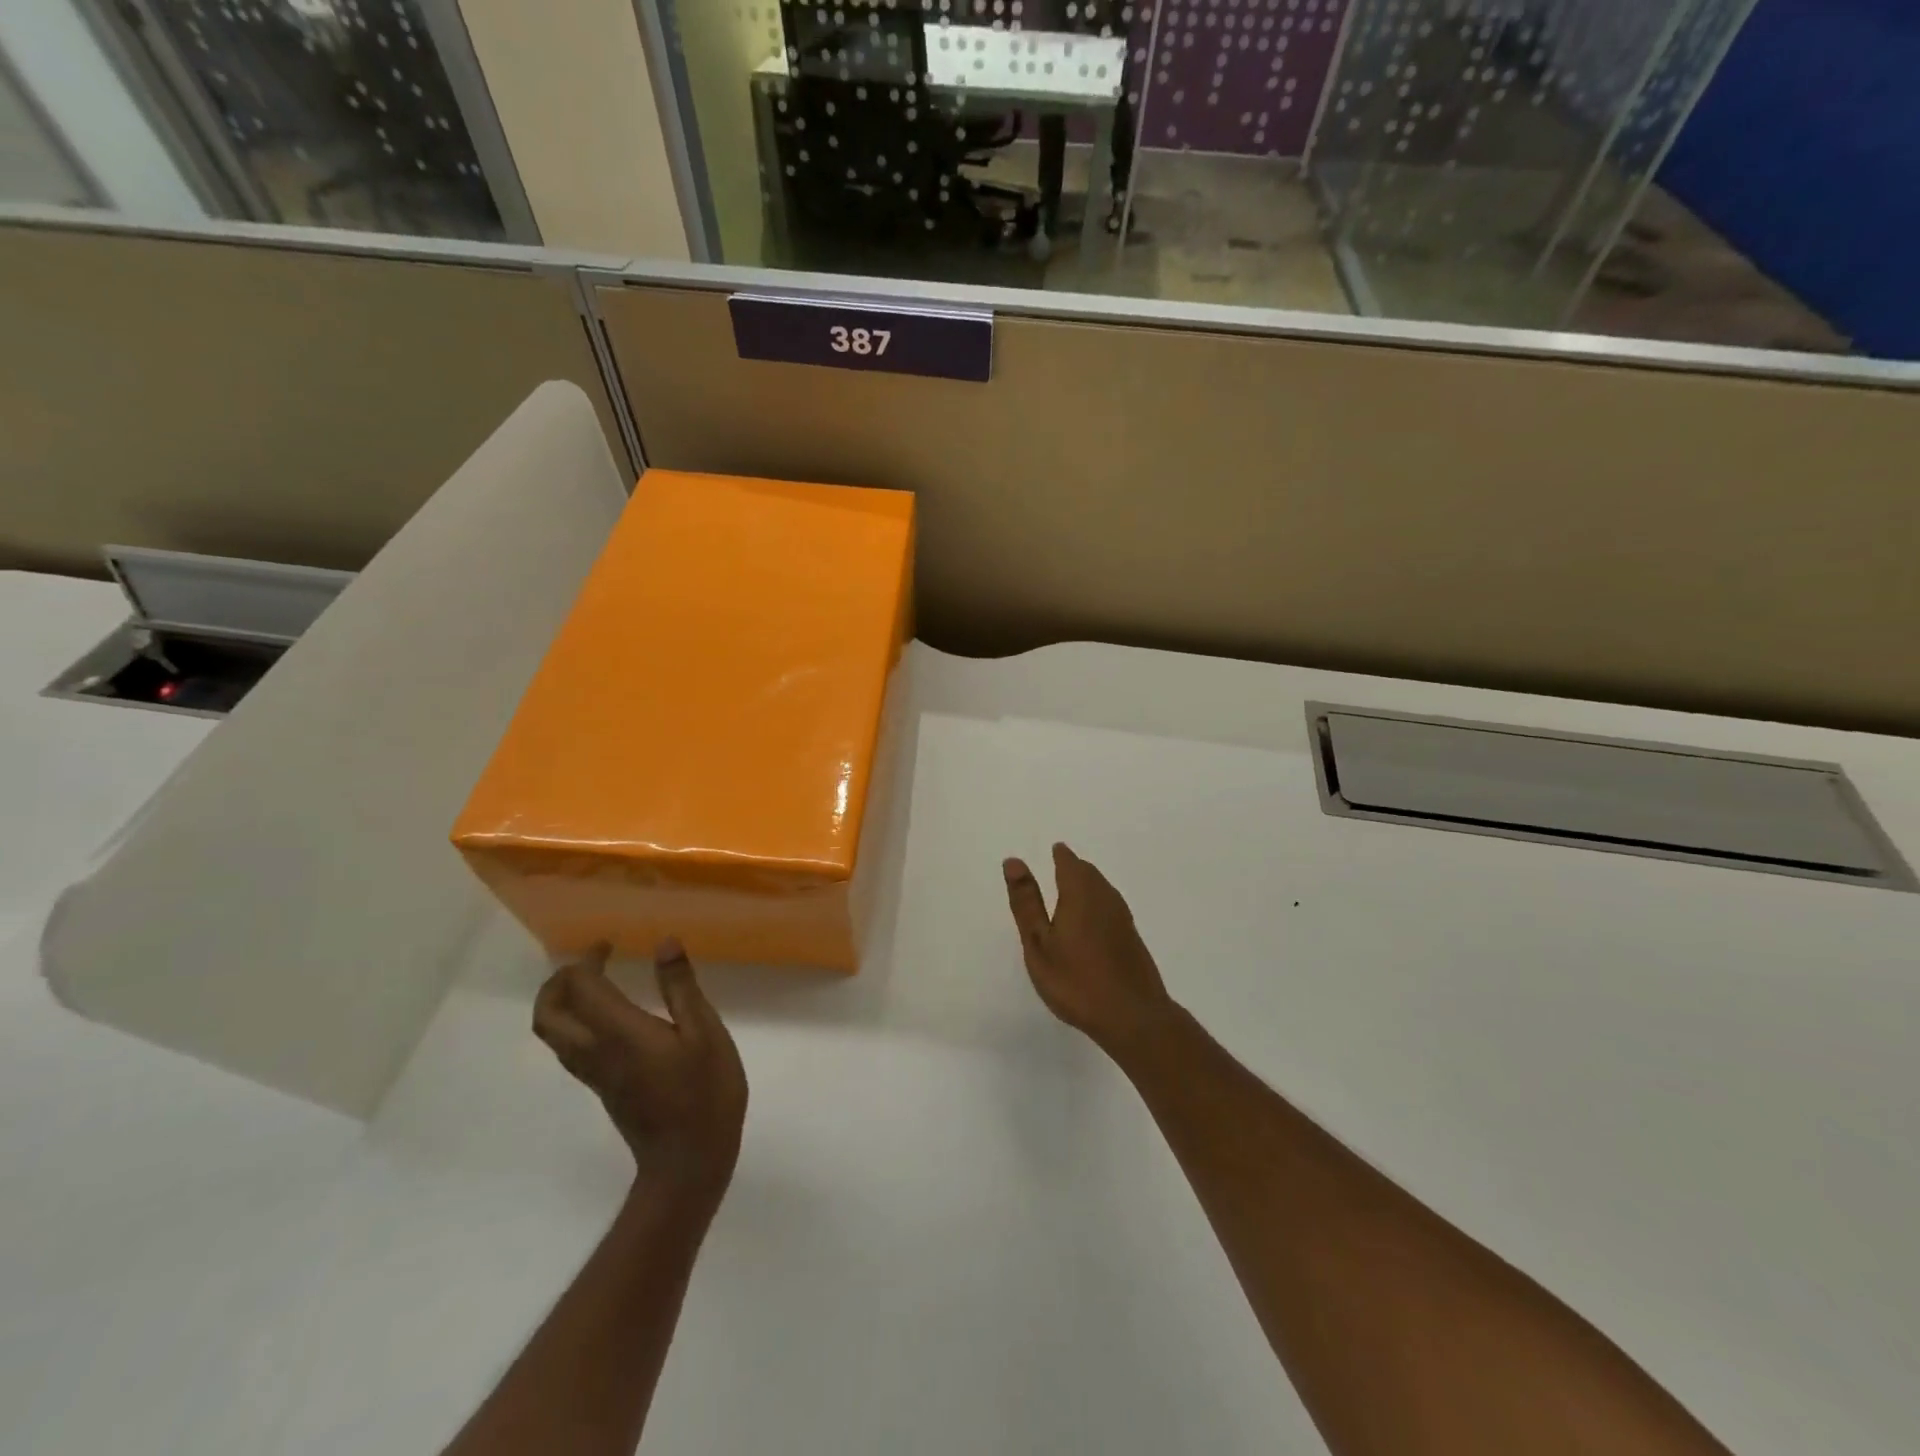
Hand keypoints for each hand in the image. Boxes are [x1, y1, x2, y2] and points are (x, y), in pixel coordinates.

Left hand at [532, 938, 747, 1213]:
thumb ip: (680, 987)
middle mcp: (594, 1051)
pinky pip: (570, 1047)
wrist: (687, 1162)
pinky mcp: (602, 1087)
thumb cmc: (704, 1093)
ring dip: (561, 1002)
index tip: (610, 943)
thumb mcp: (705, 1032)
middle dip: (558, 982)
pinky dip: (574, 1021)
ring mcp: (595, 1073)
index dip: (588, 959)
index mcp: (618, 1033)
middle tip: (588, 962)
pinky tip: (608, 1016)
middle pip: (548, 1014)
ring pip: (553, 1034)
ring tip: (594, 982)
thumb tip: (664, 942)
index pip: (581, 987)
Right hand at [1003, 843, 1175, 1054]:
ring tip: (1071, 893)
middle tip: (1060, 866)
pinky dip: (1097, 905)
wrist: (1133, 1017)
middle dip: (1074, 867)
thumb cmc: (1076, 980)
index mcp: (1080, 893)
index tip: (1053, 851)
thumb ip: (1026, 902)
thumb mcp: (1039, 943)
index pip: (1069, 862)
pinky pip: (1110, 908)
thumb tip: (1014, 861)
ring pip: (1102, 889)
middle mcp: (1105, 898)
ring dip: (1087, 885)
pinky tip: (1090, 923)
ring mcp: (1123, 919)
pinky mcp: (1132, 939)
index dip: (1060, 856)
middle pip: (1089, 873)